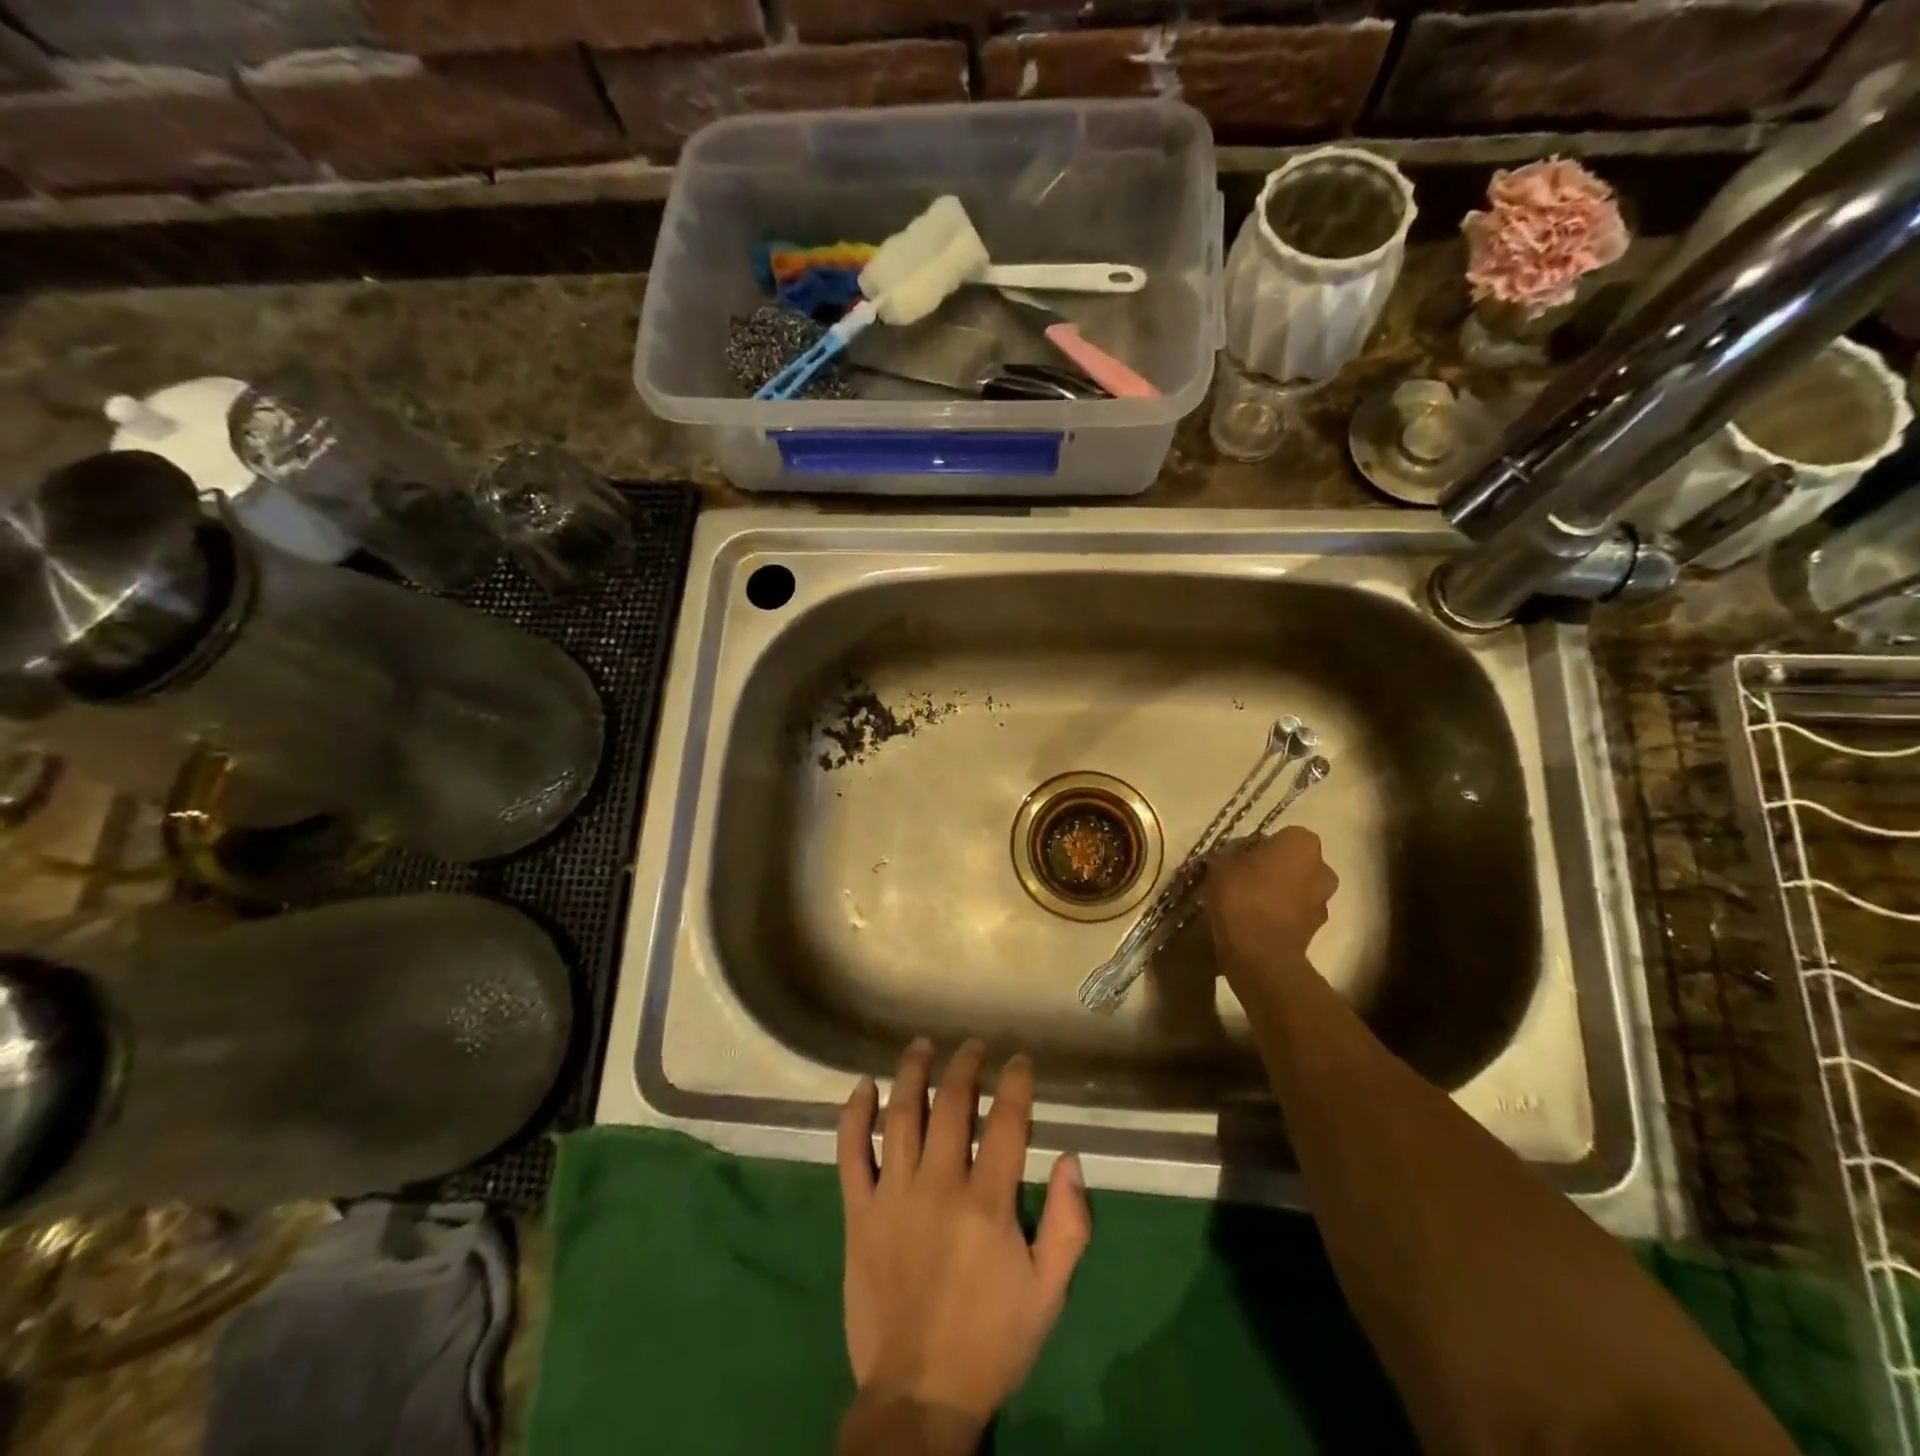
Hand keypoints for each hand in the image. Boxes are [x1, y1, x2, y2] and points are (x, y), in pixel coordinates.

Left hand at [837, 1039, 1090, 1441]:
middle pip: (951, 1105)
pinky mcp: (858, 1213)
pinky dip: (854, 1115)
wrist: (918, 1396)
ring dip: (911, 1073)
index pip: (1006, 1122)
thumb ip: (1068, 1225)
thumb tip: (1070, 1159)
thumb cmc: (991, 1341)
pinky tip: (863, 1086)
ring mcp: (893, 1195)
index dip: (1015, 1083)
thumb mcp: (1048, 1293)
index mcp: (988, 1203)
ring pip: (900, 1115)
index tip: (1019, 1059)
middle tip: (972, 1046)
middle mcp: (938, 1186)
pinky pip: (850, 1153)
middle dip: (965, 1066)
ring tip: (922, 1045)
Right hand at [1203, 826, 1338, 993]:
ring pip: (1298, 889)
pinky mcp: (1317, 930)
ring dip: (1281, 894)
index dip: (1260, 846)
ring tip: (1249, 905)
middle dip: (1276, 869)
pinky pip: (1296, 914)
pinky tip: (1256, 923)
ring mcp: (1324, 901)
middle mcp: (1322, 868)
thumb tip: (1236, 858)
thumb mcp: (1221, 864)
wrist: (1260, 952)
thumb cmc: (1241, 896)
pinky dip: (1281, 916)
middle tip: (1246, 879)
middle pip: (1296, 862)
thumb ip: (1232, 855)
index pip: (1282, 836)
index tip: (1240, 858)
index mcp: (1302, 843)